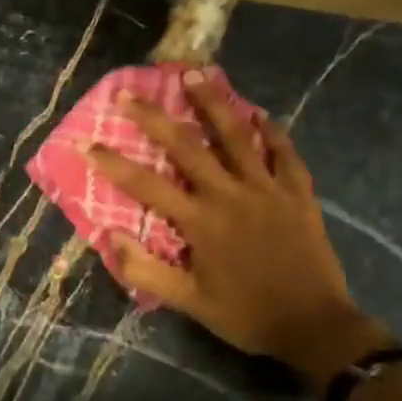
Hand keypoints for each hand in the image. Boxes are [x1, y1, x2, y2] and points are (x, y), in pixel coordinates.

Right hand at [88, 72, 387, 387]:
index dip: (113, 163)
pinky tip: (259, 113)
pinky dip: (272, 132)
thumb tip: (110, 236)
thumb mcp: (189, 302)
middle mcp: (230, 195)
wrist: (315, 327)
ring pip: (237, 136)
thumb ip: (147, 270)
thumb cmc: (245, 315)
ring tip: (195, 73)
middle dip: (153, 117)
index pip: (146, 185)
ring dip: (213, 103)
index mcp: (200, 222)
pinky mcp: (298, 193)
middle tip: (128, 92)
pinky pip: (285, 154)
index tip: (86, 142)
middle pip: (187, 147)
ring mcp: (268, 189)